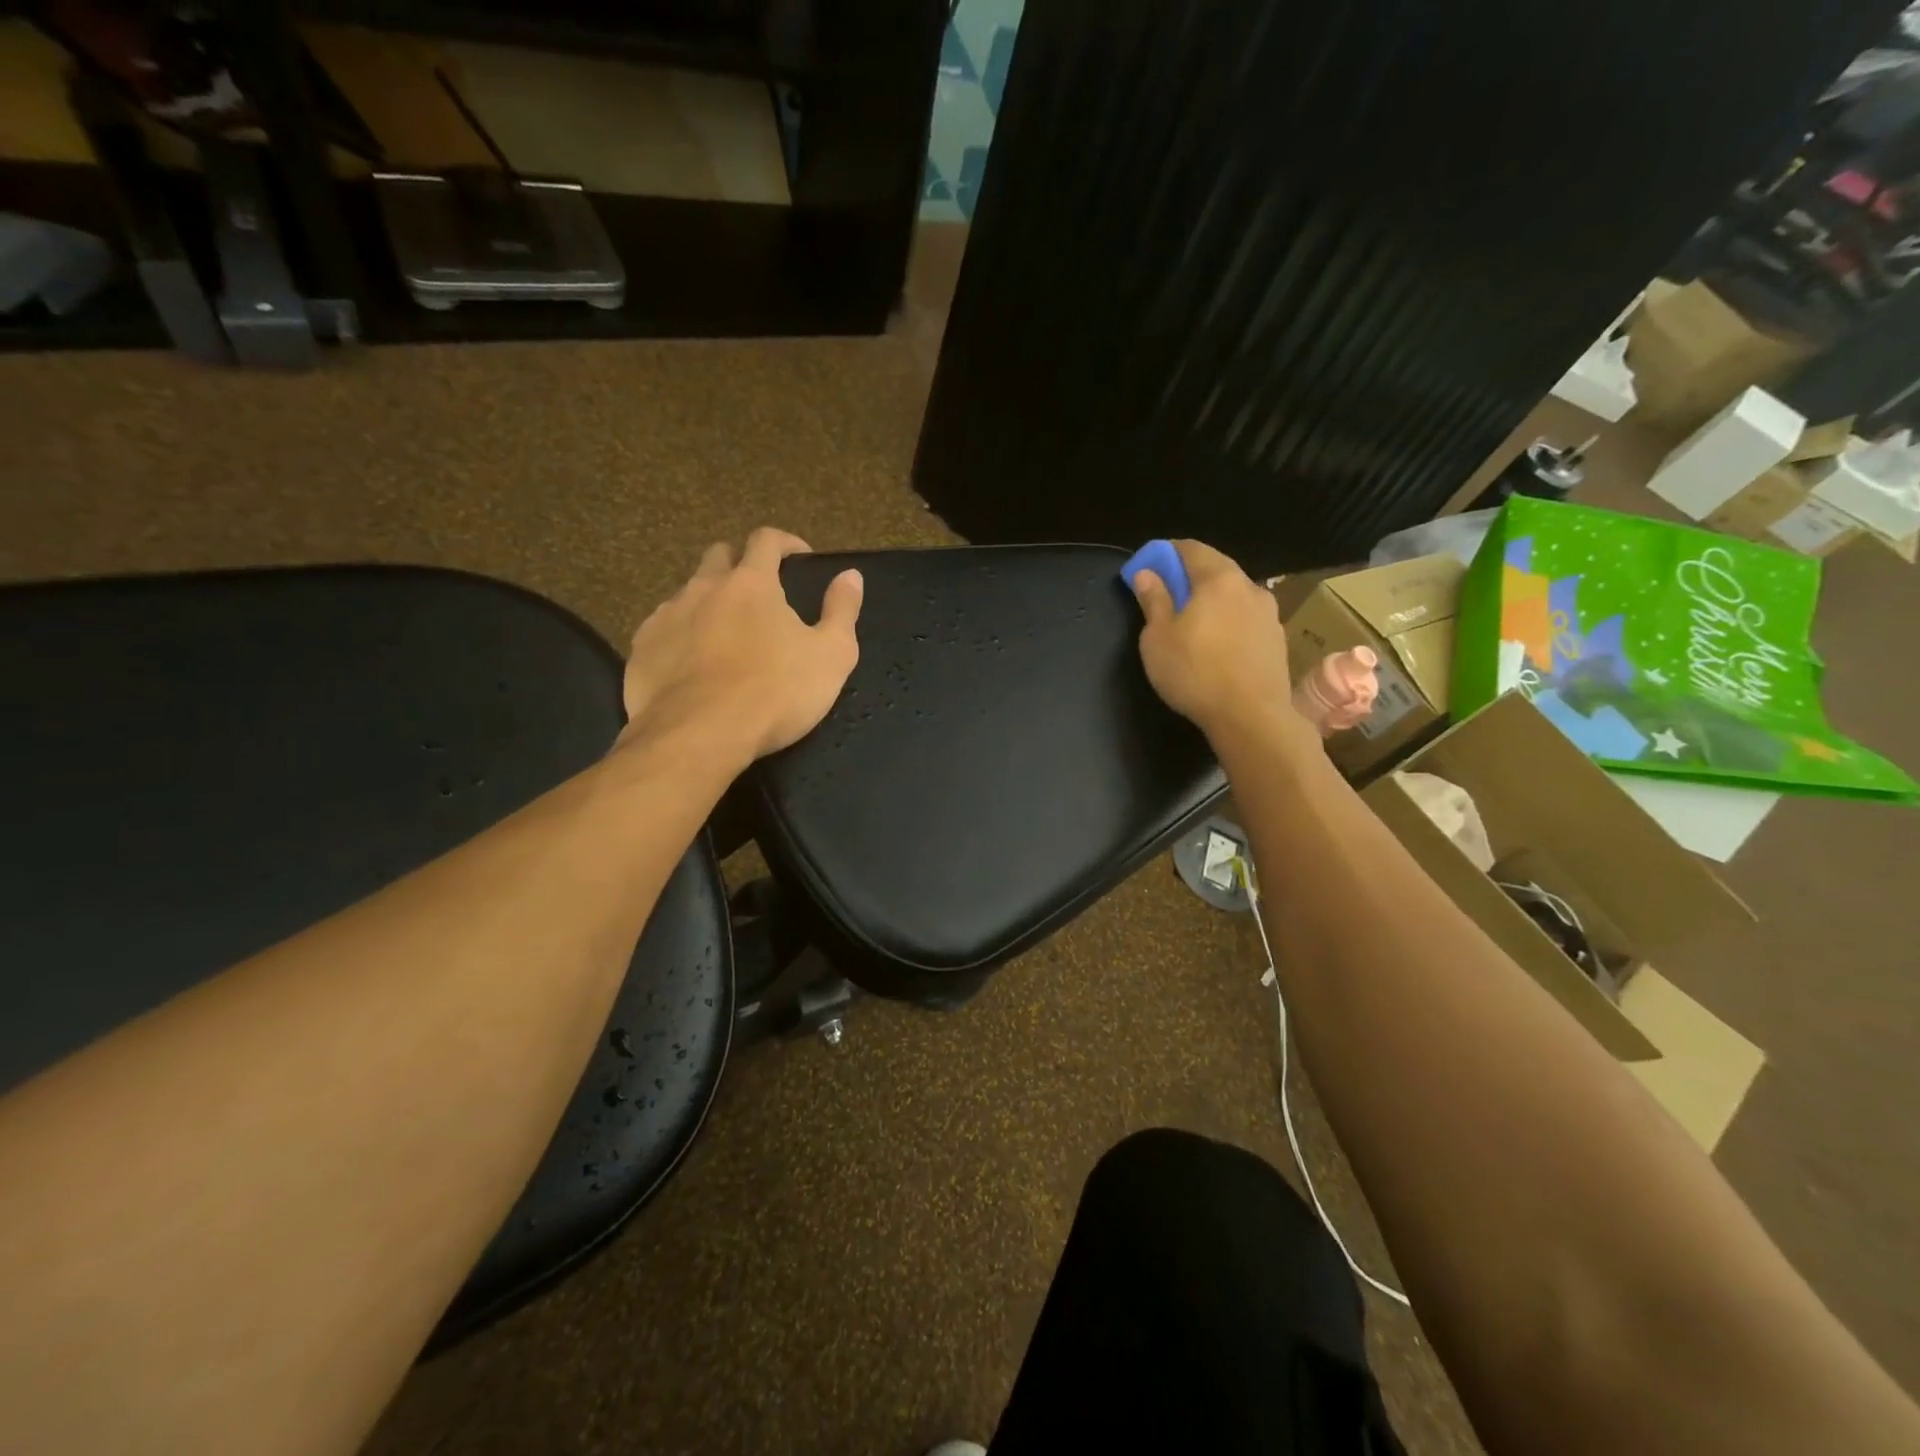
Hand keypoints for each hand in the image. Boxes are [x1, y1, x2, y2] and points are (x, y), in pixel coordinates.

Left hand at [618, 528, 861, 765]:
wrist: (699, 736)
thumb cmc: (776, 693)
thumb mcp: (831, 656)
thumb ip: (842, 611)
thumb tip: (850, 575)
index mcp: (751, 584)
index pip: (766, 540)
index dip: (785, 543)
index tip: (799, 558)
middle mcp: (703, 588)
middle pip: (719, 556)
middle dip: (739, 565)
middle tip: (759, 596)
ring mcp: (666, 617)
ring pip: (687, 594)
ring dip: (708, 603)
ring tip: (725, 637)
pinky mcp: (641, 650)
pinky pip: (663, 631)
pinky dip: (681, 638)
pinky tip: (692, 666)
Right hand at [1130, 539, 1306, 748]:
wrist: (1252, 716)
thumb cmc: (1195, 672)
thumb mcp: (1158, 637)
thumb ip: (1153, 600)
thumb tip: (1146, 573)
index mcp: (1218, 579)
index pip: (1191, 549)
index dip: (1167, 552)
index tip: (1150, 565)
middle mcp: (1249, 587)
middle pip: (1216, 569)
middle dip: (1191, 575)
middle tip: (1168, 593)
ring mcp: (1269, 613)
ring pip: (1234, 595)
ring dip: (1213, 600)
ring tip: (1194, 622)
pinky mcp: (1277, 639)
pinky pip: (1247, 618)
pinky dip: (1229, 621)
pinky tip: (1218, 643)